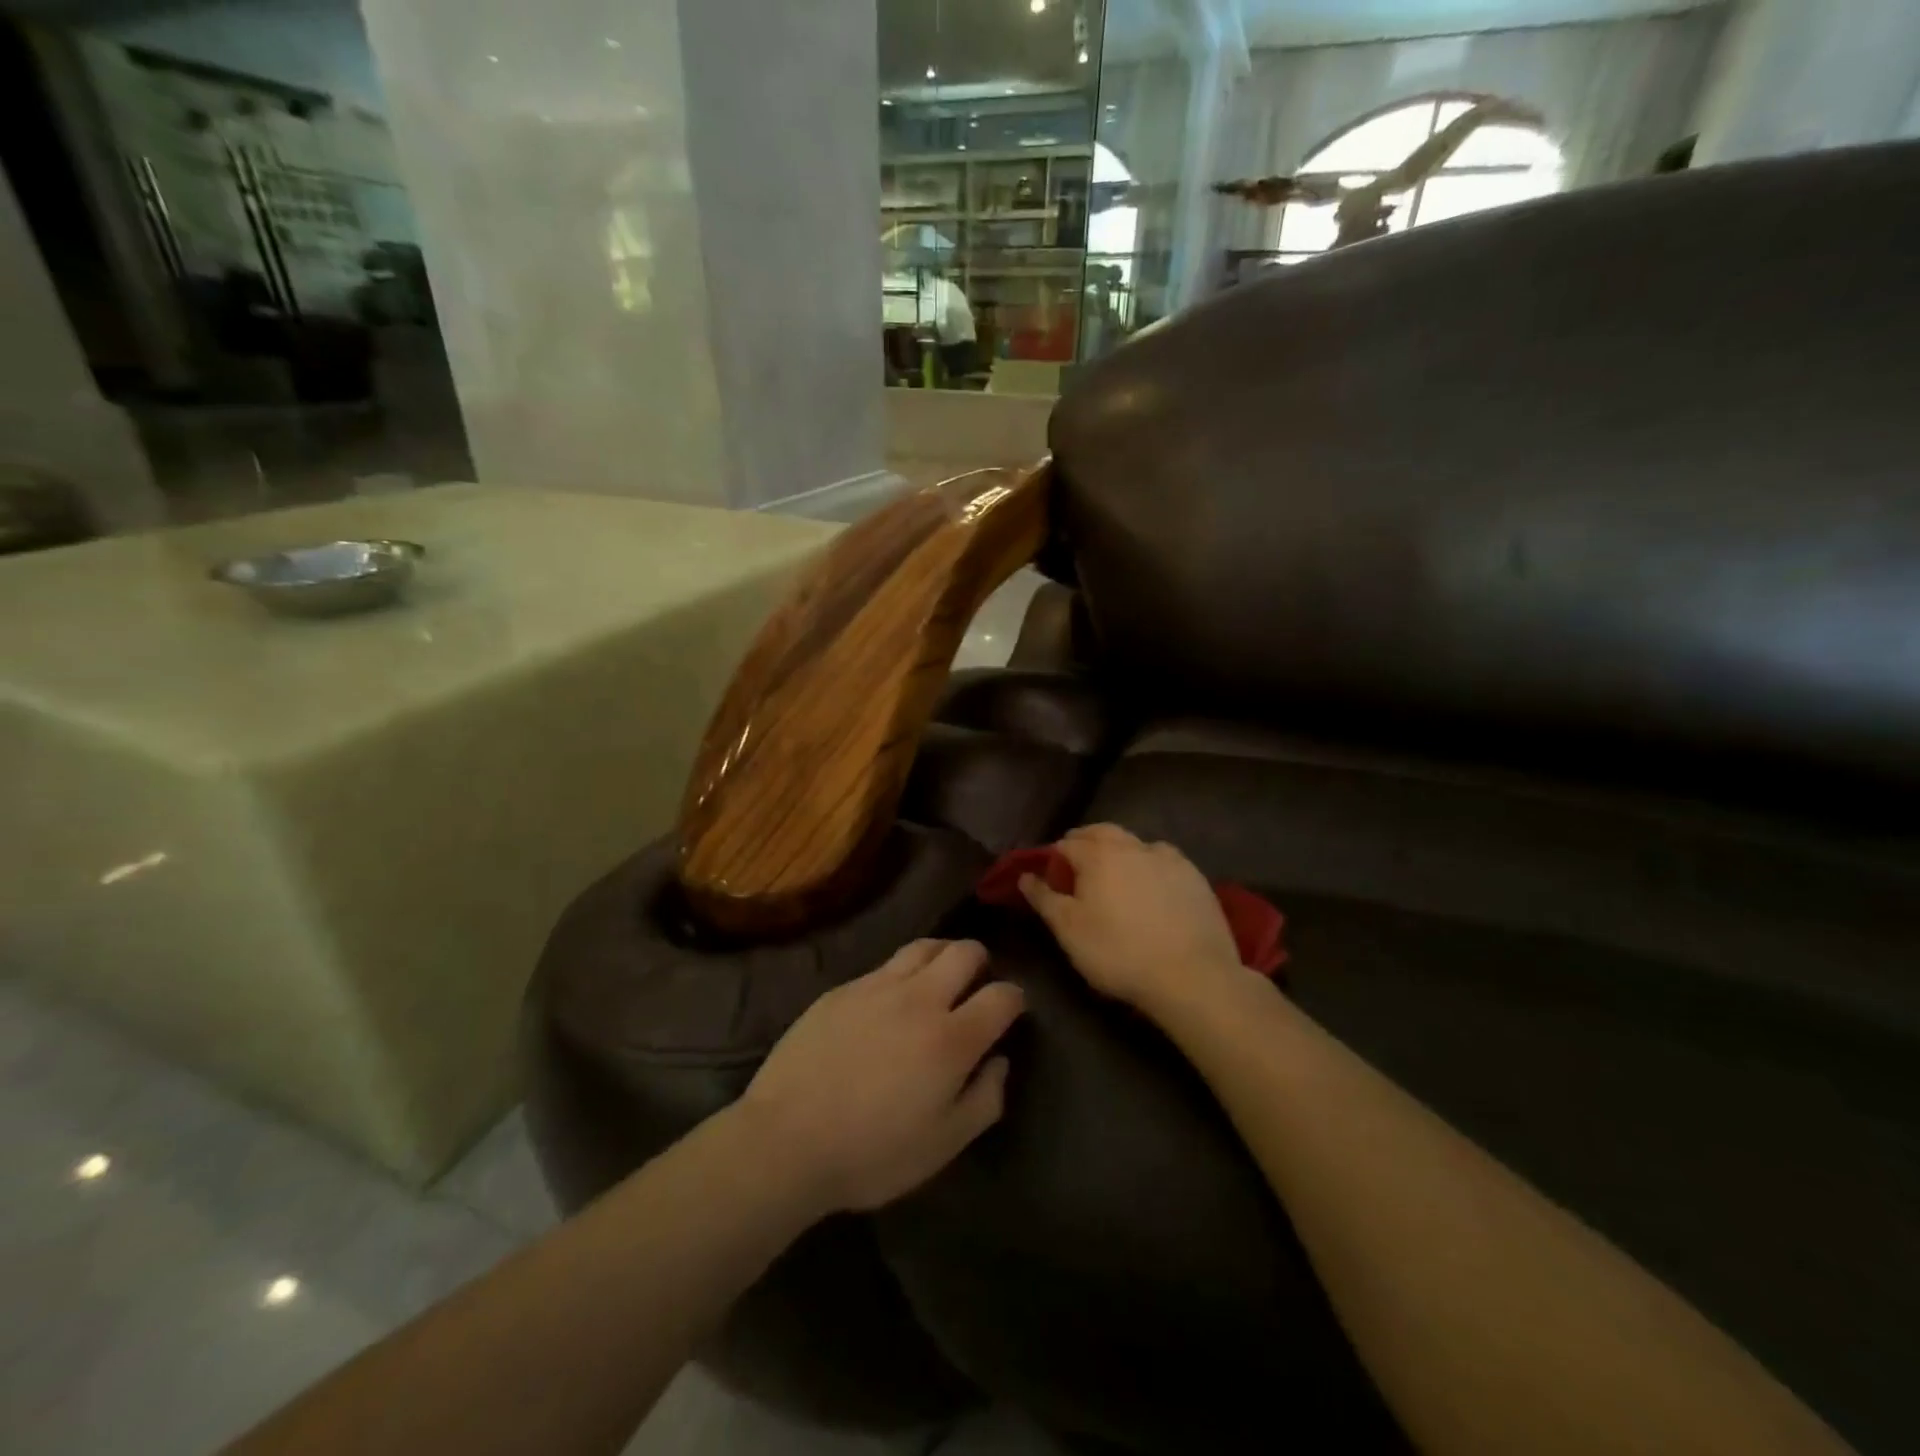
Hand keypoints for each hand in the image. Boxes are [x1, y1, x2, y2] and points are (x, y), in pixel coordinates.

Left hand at [738, 940, 1023, 1213]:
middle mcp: (919, 998)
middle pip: (965, 952)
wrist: (785, 1139)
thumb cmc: (872, 1153)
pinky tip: (892, 999)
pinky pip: (885, 966)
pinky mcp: (843, 989)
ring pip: (924, 947)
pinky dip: (902, 973)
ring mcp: (877, 987)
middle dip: (982, 962)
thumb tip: (999, 1061)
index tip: (1012, 1010)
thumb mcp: (943, 1145)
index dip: (1015, 999)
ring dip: (943, 955)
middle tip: (976, 986)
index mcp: (951, 1038)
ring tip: (940, 978)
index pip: (1002, 995)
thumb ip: (984, 1100)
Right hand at [1020, 824, 1246, 1016]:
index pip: (1067, 845)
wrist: (1191, 975)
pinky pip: (1164, 858)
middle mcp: (1131, 846)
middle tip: (1077, 863)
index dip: (1055, 858)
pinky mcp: (1194, 875)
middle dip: (1085, 841)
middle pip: (1102, 832)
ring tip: (1115, 872)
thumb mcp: (1069, 931)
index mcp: (1097, 855)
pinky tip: (1152, 882)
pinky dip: (1150, 862)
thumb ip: (1044, 899)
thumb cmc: (1118, 953)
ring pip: (1134, 842)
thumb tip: (1025, 876)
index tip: (1052, 878)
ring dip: (1119, 849)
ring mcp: (1167, 858)